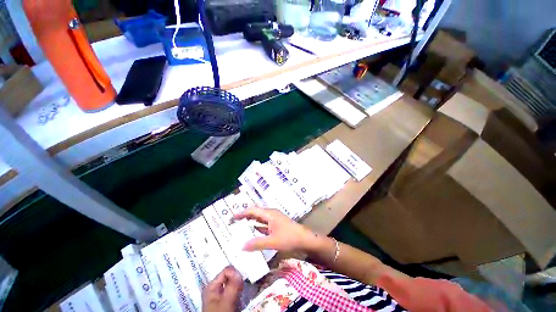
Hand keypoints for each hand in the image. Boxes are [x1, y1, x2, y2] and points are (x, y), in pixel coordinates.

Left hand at [202, 266, 242, 311]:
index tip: (242, 283)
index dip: (235, 274)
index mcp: (211, 285)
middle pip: (229, 276)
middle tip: (242, 288)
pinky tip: (240, 297)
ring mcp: (219, 294)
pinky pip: (233, 290)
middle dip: (237, 280)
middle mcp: (214, 287)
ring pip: (232, 283)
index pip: (227, 270)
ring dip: (238, 286)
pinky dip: (238, 291)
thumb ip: (232, 285)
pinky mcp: (224, 300)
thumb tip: (239, 271)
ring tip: (241, 293)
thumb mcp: (226, 301)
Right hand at [232, 208, 315, 251]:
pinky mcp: (276, 223)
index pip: (253, 210)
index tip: (232, 217)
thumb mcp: (272, 242)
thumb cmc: (289, 238)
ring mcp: (274, 218)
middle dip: (245, 215)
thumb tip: (242, 246)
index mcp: (269, 214)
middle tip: (234, 221)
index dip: (242, 213)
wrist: (304, 238)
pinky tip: (253, 230)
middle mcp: (271, 213)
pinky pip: (264, 222)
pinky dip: (257, 225)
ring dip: (251, 220)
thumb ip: (256, 244)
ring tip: (241, 225)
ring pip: (260, 217)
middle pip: (255, 212)